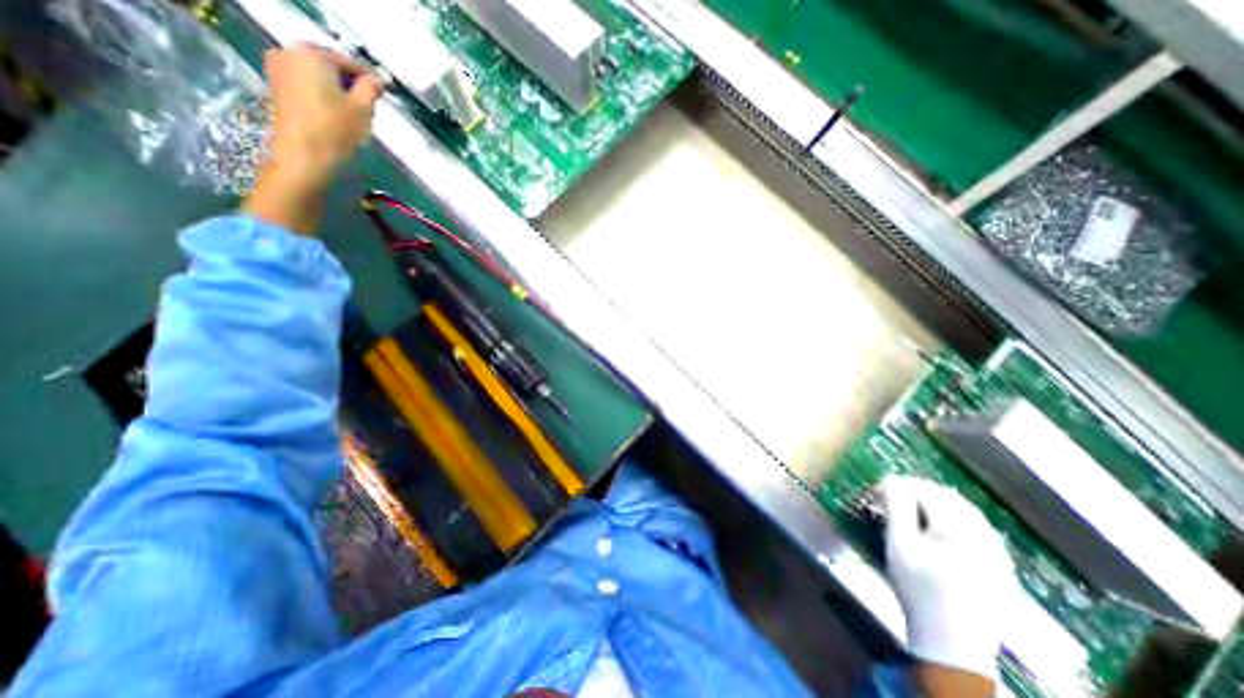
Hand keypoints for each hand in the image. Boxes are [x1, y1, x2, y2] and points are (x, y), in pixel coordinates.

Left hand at [240, 44, 378, 233]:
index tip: (384, 93)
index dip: (369, 78)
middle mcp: (290, 54)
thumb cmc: (336, 130)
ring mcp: (279, 69)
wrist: (304, 155)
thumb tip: (376, 81)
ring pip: (318, 76)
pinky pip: (307, 85)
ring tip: (356, 112)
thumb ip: (371, 89)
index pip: (348, 61)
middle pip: (330, 66)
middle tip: (370, 104)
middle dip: (351, 83)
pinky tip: (337, 115)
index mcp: (313, 54)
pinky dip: (324, 96)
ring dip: (338, 91)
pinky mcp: (277, 88)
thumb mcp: (363, 109)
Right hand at [877, 477, 1013, 689]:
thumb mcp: (898, 545)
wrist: (951, 641)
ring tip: (913, 506)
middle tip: (895, 494)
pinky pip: (979, 528)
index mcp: (959, 531)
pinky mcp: (1000, 566)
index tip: (882, 486)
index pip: (929, 491)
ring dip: (938, 503)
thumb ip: (896, 508)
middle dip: (920, 491)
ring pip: (967, 511)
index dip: (903, 484)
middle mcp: (984, 537)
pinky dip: (956, 518)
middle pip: (951, 498)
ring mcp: (997, 553)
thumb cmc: (917, 588)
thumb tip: (890, 479)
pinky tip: (939, 526)